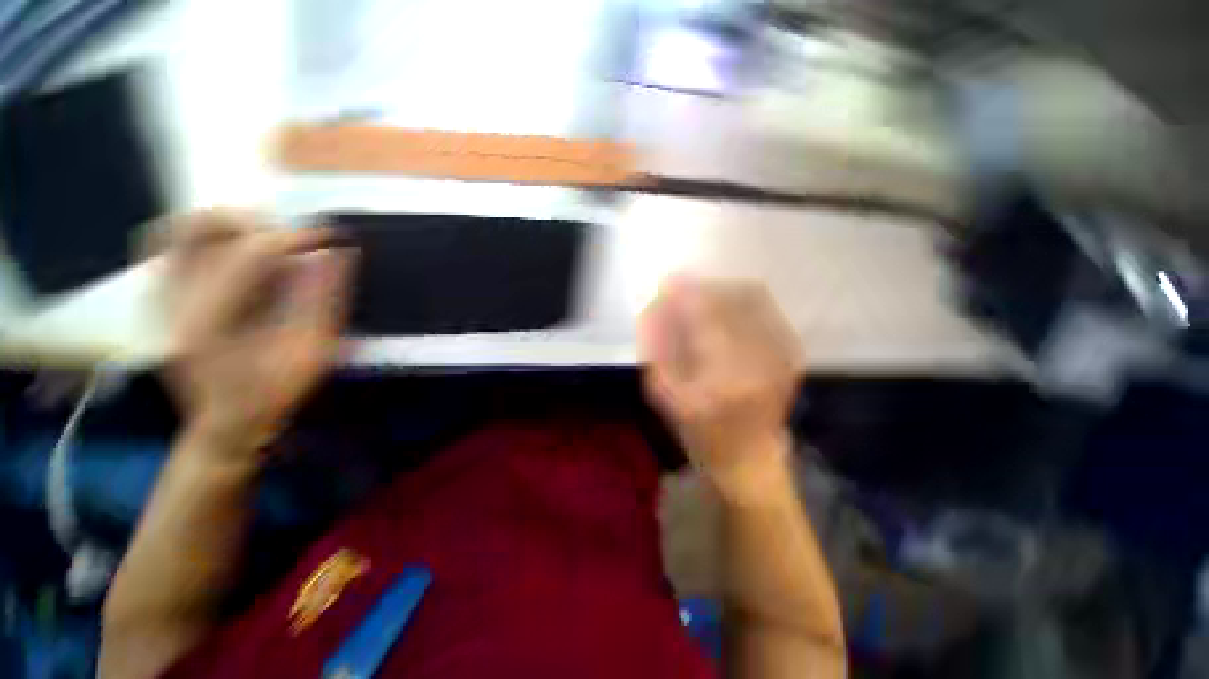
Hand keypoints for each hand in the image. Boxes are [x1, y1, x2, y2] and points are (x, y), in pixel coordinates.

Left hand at [159, 211, 354, 455]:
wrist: (225, 423)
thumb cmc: (273, 393)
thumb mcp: (312, 353)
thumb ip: (324, 300)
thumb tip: (338, 252)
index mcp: (212, 321)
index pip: (251, 253)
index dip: (295, 239)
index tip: (330, 239)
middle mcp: (173, 302)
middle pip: (196, 228)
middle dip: (251, 223)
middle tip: (287, 239)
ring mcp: (159, 298)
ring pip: (176, 231)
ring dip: (225, 227)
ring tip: (263, 242)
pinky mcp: (160, 299)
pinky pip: (168, 249)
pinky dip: (202, 239)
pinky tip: (234, 255)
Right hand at [639, 276, 801, 495]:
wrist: (750, 460)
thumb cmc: (702, 434)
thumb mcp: (666, 398)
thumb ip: (657, 350)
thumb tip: (654, 310)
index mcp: (723, 375)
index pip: (703, 315)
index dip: (684, 292)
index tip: (666, 282)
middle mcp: (759, 358)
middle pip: (731, 298)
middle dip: (702, 287)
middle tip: (682, 289)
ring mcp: (781, 354)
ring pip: (752, 298)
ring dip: (722, 290)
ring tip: (701, 297)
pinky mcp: (791, 354)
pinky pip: (766, 310)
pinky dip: (741, 302)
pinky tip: (724, 311)